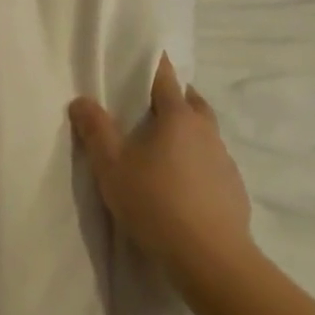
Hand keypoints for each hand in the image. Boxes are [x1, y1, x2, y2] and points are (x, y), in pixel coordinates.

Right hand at [69, 55, 251, 278]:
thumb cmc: (155, 203)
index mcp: (178, 116)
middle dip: (174, 96)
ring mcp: (224, 159)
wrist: (209, 256)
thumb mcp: (112, 167)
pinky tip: (183, 182)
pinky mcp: (233, 187)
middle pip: (191, 101)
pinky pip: (213, 161)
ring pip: (205, 132)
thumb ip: (95, 131)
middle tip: (150, 105)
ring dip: (187, 130)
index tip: (144, 58)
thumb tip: (81, 100)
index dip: (154, 65)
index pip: (166, 77)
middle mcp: (206, 130)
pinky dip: (198, 160)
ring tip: (164, 146)